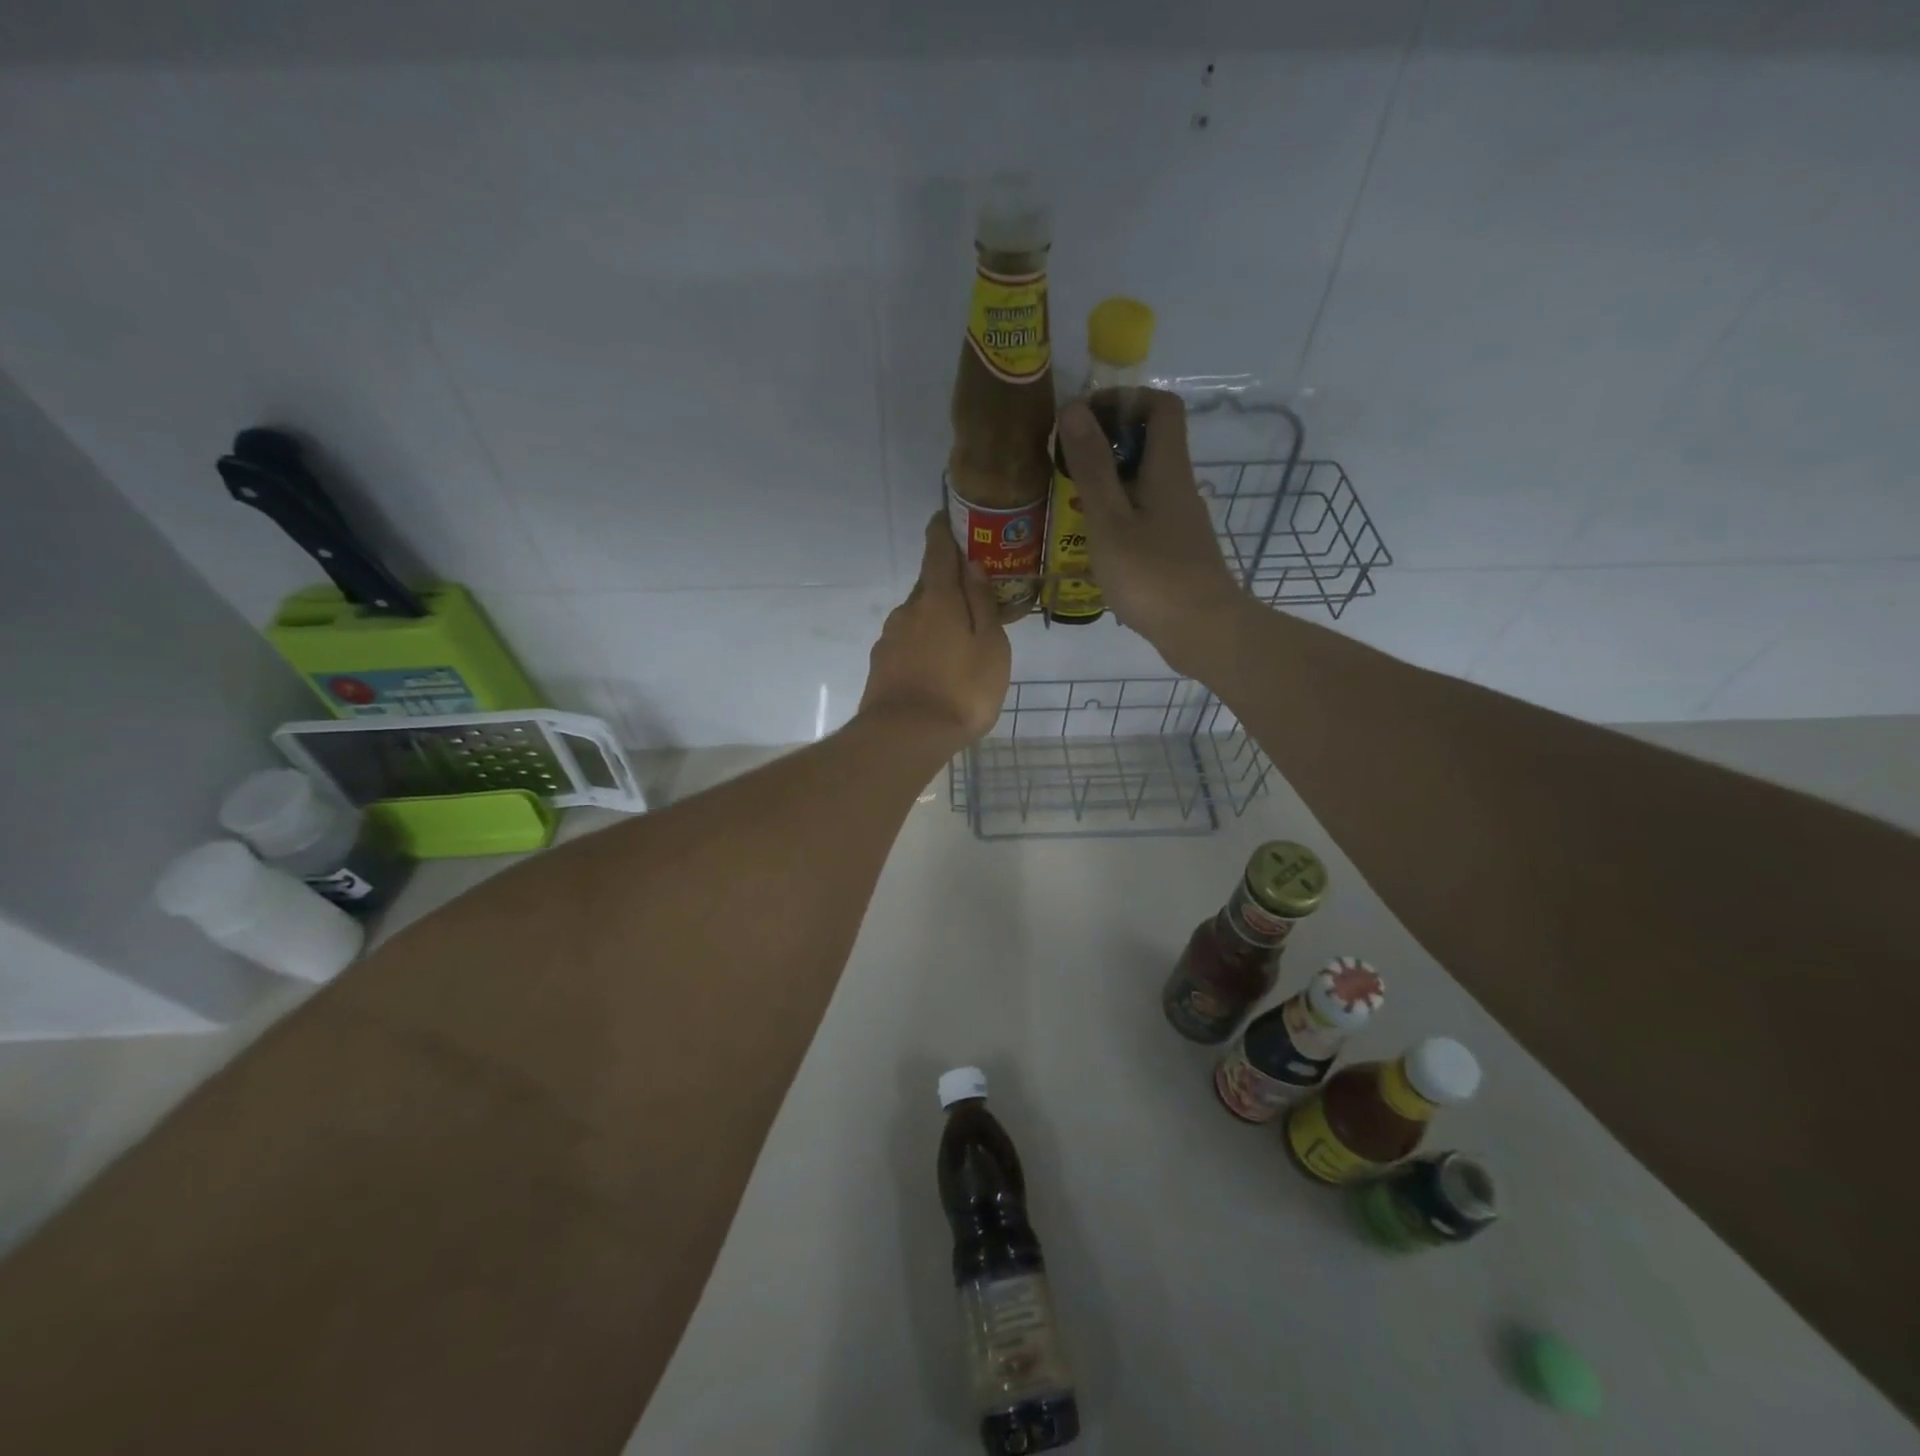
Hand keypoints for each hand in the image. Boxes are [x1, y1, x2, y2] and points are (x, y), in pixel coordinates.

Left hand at [858, 512, 1011, 749]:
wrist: (905, 737)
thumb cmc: (961, 689)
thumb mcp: (990, 645)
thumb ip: (982, 603)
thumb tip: (972, 565)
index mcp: (938, 599)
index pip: (938, 552)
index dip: (943, 532)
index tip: (946, 518)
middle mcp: (908, 610)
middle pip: (928, 586)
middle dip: (947, 583)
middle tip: (971, 593)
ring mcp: (890, 638)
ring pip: (916, 616)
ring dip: (935, 617)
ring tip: (958, 637)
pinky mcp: (880, 665)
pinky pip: (907, 642)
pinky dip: (922, 643)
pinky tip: (936, 664)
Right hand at [1058, 390, 1246, 672]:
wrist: (1202, 631)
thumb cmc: (1152, 575)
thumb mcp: (1110, 520)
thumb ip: (1092, 467)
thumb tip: (1075, 409)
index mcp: (1168, 469)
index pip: (1160, 406)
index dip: (1124, 400)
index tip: (1085, 419)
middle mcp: (1179, 487)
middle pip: (1150, 444)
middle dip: (1106, 445)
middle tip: (1066, 466)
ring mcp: (1180, 521)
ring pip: (1144, 484)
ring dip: (1109, 484)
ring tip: (1070, 505)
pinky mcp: (1176, 551)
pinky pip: (1144, 516)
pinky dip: (1118, 517)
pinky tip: (1094, 544)